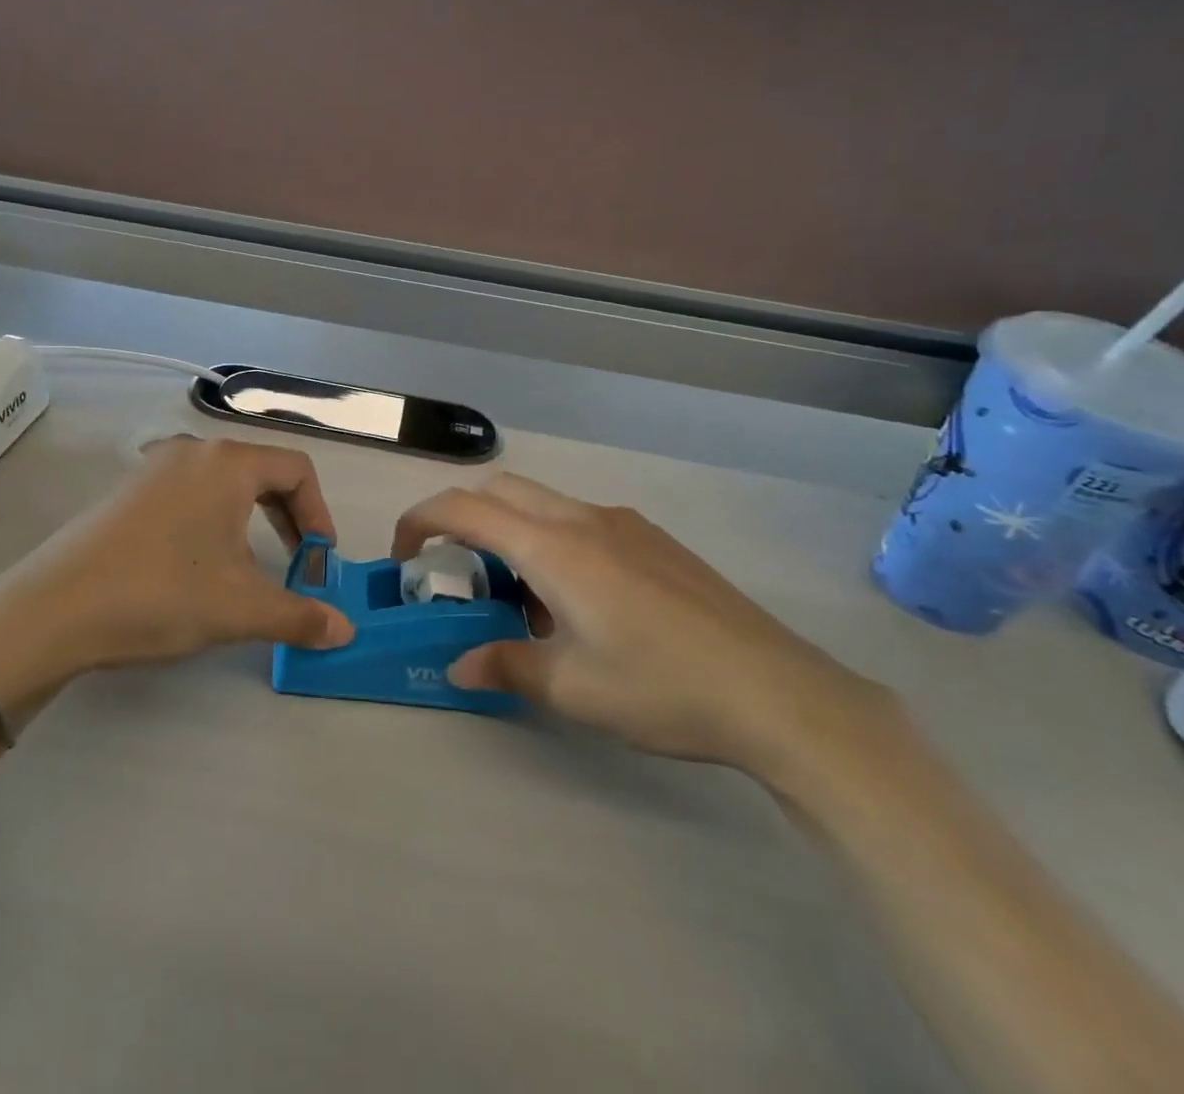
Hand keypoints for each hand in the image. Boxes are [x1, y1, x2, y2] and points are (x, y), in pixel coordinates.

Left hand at [0, 438, 355, 717]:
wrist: (52, 609)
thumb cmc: (159, 594)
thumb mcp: (239, 608)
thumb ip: (299, 615)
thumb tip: (345, 632)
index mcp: (226, 463)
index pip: (297, 469)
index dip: (319, 513)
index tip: (318, 560)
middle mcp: (192, 452)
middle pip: (262, 471)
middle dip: (288, 518)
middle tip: (295, 564)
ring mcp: (153, 468)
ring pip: (224, 484)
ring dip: (251, 522)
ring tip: (247, 571)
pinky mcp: (127, 491)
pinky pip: (189, 493)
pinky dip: (212, 522)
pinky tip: (197, 567)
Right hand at [393, 475, 888, 777]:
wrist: (780, 692)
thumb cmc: (663, 687)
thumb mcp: (572, 688)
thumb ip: (505, 666)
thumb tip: (459, 665)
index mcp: (555, 547)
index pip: (464, 509)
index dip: (420, 522)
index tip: (404, 558)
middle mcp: (584, 519)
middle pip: (499, 490)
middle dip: (462, 519)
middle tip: (458, 575)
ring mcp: (624, 524)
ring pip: (542, 504)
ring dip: (511, 534)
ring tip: (523, 604)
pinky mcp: (654, 540)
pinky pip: (580, 522)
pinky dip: (551, 542)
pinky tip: (580, 605)